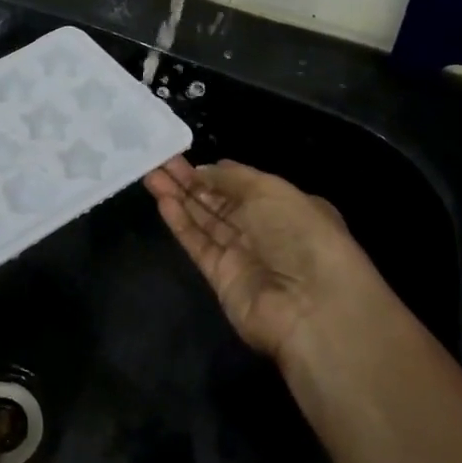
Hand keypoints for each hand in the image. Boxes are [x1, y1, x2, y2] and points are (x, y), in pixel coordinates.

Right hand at [143, 157, 374, 362]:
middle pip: (219, 202)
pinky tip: (163, 202)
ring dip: (179, 198)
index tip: (185, 157)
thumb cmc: (299, 234)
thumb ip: (233, 178)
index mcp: (286, 207)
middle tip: (158, 161)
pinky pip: (198, 245)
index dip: (214, 173)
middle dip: (189, 181)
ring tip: (150, 175)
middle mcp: (264, 230)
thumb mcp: (271, 190)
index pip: (243, 186)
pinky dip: (181, 223)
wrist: (311, 305)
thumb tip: (205, 170)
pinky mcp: (221, 278)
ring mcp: (242, 255)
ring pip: (204, 221)